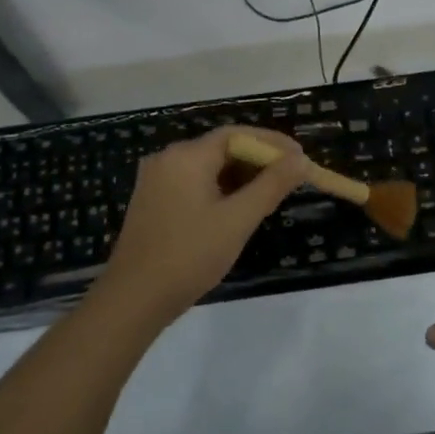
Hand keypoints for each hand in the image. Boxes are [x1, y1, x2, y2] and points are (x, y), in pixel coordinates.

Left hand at [90, 126, 309, 329]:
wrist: (133, 299)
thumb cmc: (190, 255)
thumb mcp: (238, 219)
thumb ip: (272, 185)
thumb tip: (301, 160)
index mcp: (187, 156)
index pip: (237, 134)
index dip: (272, 143)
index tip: (300, 158)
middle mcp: (168, 159)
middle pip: (222, 148)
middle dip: (258, 161)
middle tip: (289, 181)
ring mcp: (156, 180)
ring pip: (209, 168)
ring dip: (240, 178)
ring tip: (268, 198)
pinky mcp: (152, 201)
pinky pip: (194, 183)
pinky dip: (220, 190)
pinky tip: (237, 211)